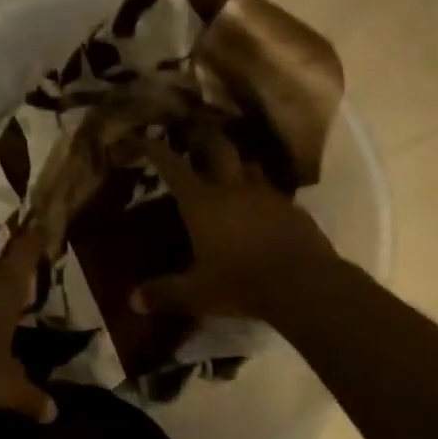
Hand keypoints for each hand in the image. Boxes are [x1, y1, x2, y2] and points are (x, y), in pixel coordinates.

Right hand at [131, 134, 334, 320]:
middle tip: (194, 140)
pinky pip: (273, 192)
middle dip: (204, 141)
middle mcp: (233, 189)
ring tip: (229, 172)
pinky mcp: (292, 209)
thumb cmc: (240, 283)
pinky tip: (260, 209)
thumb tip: (134, 300)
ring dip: (237, 165)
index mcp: (202, 203)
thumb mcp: (196, 294)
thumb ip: (164, 293)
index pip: (174, 167)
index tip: (145, 137)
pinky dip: (262, 195)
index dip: (156, 150)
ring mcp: (267, 195)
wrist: (303, 284)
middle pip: (218, 149)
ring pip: (249, 166)